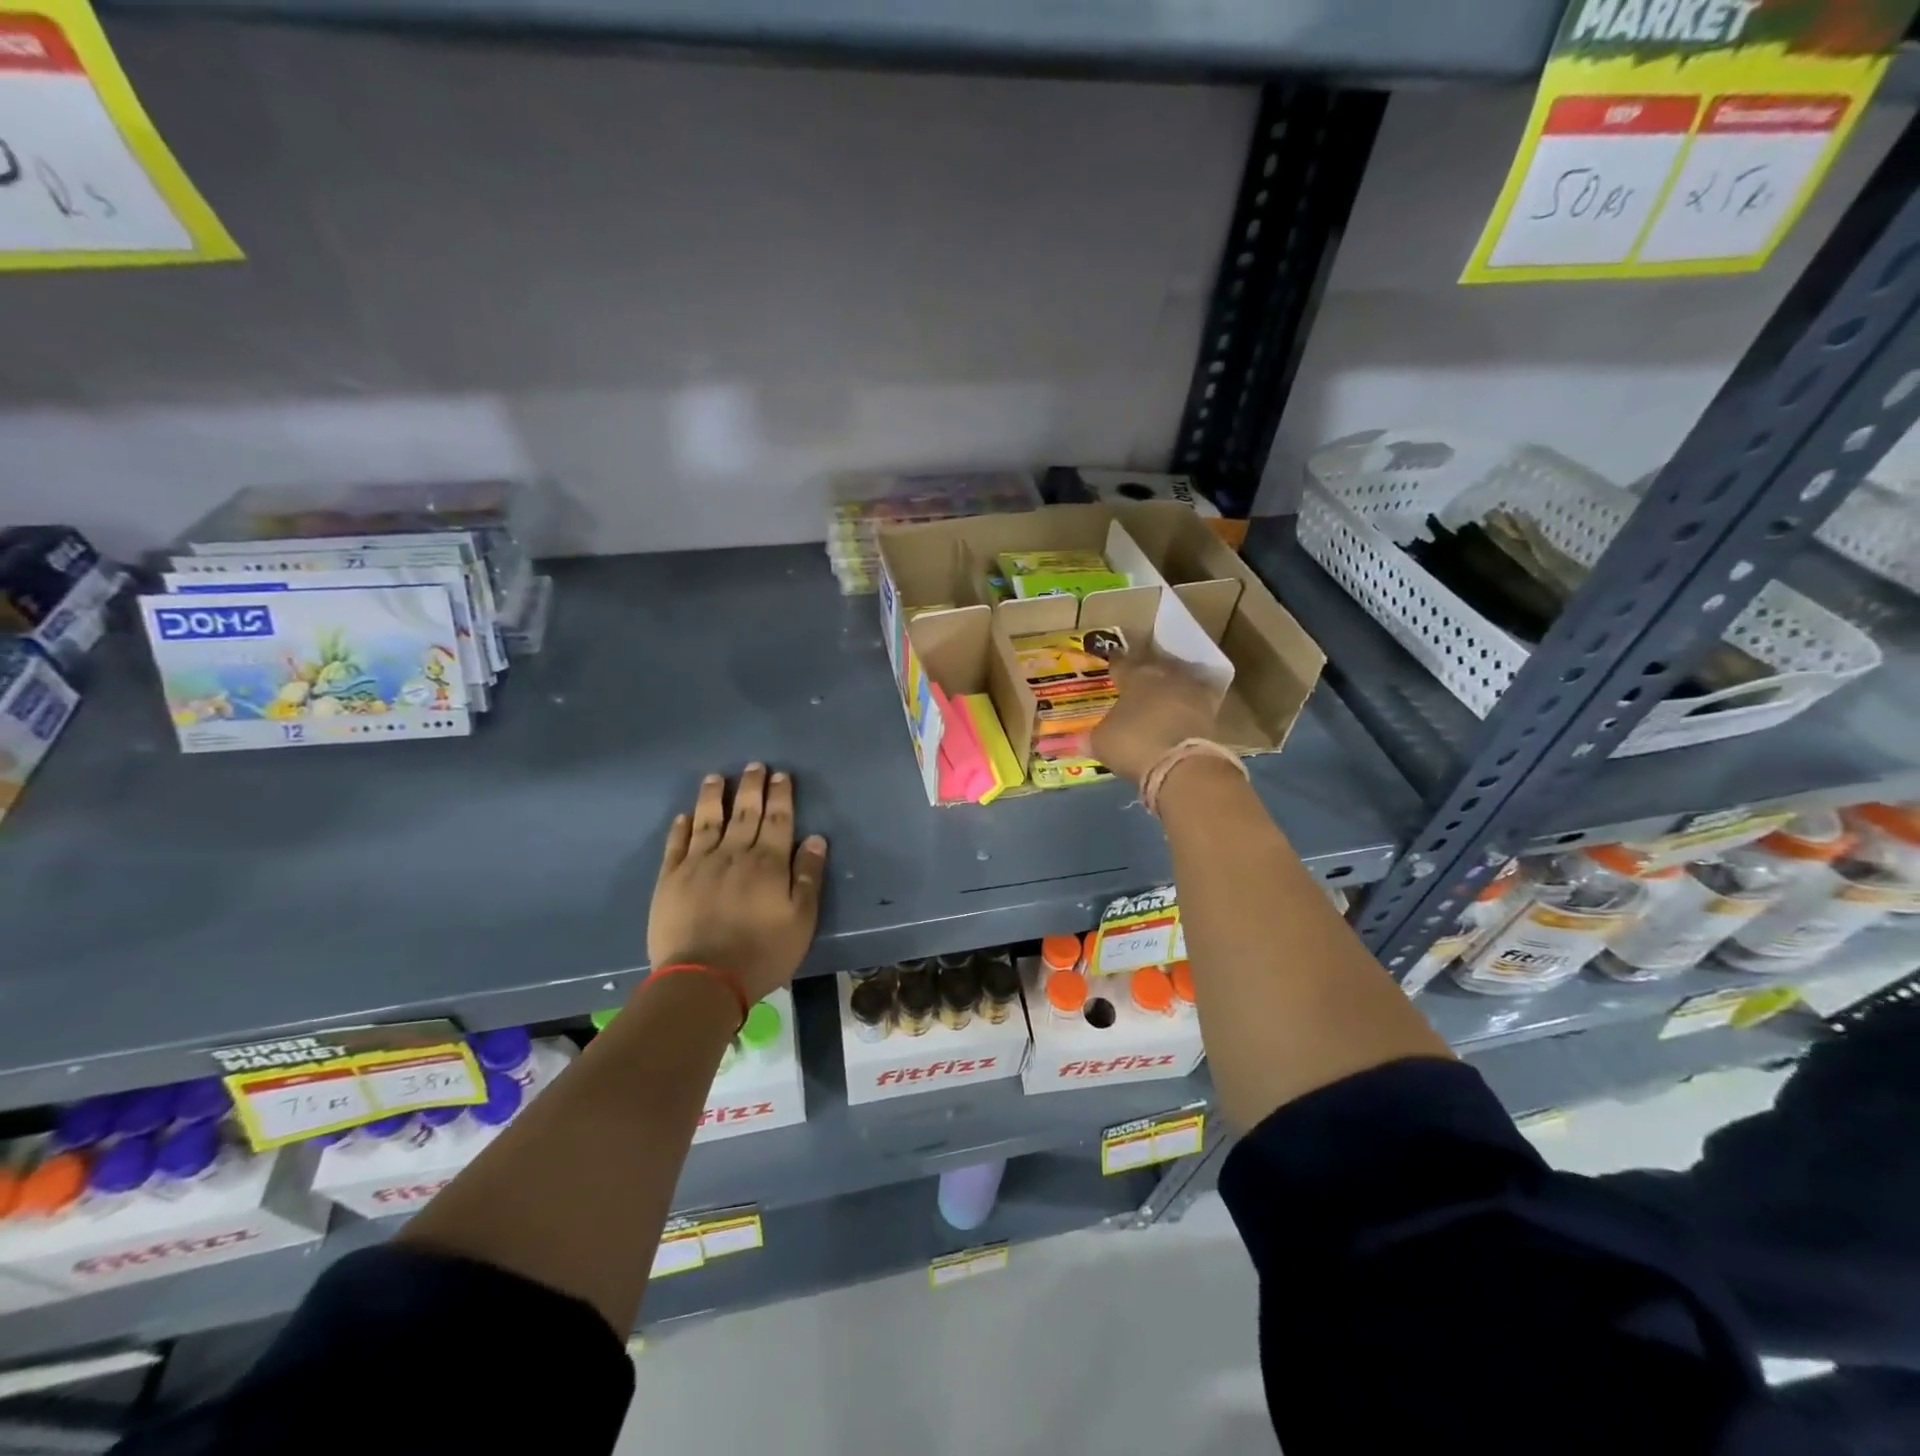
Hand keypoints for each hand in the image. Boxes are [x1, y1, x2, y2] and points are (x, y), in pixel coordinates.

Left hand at [649, 765, 829, 1003]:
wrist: (703, 979)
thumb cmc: (762, 952)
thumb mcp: (802, 920)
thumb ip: (808, 876)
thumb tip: (816, 838)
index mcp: (769, 863)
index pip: (778, 819)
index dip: (780, 795)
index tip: (780, 775)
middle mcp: (734, 854)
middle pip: (745, 813)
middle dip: (751, 787)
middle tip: (754, 765)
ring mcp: (699, 864)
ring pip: (708, 820)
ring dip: (713, 796)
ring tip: (715, 777)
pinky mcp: (671, 880)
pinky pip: (676, 845)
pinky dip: (681, 828)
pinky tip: (684, 816)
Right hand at [1090, 649, 1219, 784]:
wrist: (1181, 765)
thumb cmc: (1133, 744)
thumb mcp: (1101, 742)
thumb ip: (1094, 735)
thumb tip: (1083, 738)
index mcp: (1134, 675)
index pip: (1120, 663)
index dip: (1114, 665)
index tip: (1111, 665)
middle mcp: (1164, 675)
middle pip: (1152, 667)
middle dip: (1144, 673)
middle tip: (1135, 682)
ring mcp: (1191, 690)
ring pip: (1176, 681)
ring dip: (1168, 688)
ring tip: (1159, 698)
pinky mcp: (1211, 710)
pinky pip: (1195, 702)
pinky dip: (1187, 706)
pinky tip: (1180, 714)